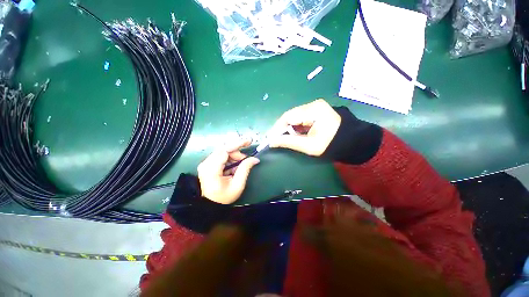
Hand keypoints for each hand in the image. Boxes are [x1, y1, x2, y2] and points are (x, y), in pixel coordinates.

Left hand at [198, 139, 259, 203]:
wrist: (211, 205)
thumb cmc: (224, 197)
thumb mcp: (238, 185)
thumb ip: (245, 169)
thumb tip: (255, 158)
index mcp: (211, 169)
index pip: (224, 150)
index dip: (237, 144)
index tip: (249, 141)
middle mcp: (206, 164)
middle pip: (224, 149)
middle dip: (237, 152)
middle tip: (246, 159)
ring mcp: (205, 163)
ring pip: (223, 152)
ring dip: (234, 156)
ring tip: (240, 165)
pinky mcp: (207, 164)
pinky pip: (221, 156)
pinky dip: (230, 159)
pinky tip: (233, 167)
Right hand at [268, 99, 340, 155]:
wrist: (351, 142)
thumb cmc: (331, 144)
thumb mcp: (308, 145)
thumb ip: (288, 142)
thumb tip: (271, 141)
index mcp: (313, 110)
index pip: (288, 116)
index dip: (277, 127)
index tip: (270, 138)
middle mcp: (313, 104)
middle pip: (290, 115)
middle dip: (282, 128)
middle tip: (276, 140)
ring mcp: (314, 107)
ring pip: (294, 117)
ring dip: (289, 128)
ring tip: (287, 138)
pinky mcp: (315, 111)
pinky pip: (300, 118)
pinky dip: (295, 127)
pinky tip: (296, 134)